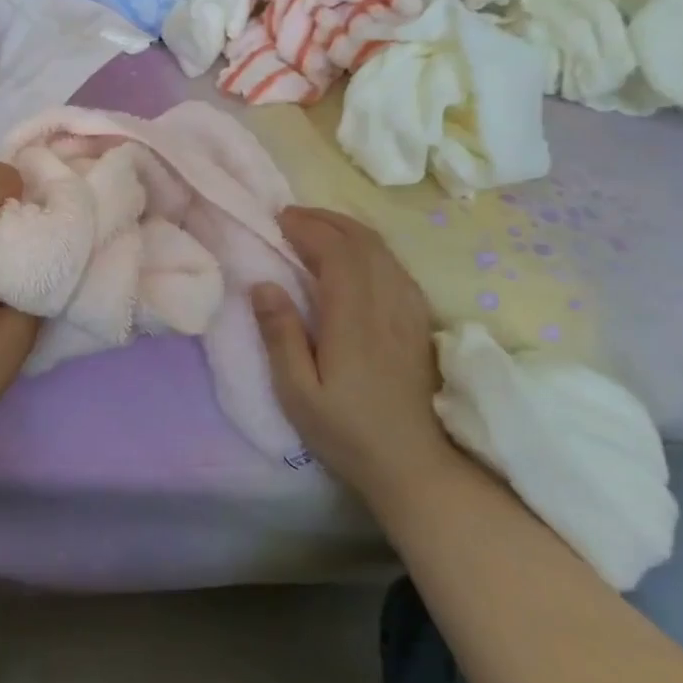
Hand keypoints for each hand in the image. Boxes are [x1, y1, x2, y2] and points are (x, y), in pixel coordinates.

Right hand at [251, 208, 455, 500]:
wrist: (415, 466)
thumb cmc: (347, 432)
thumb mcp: (298, 392)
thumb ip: (280, 335)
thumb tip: (263, 285)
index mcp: (354, 319)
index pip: (336, 253)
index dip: (308, 228)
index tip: (279, 219)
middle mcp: (387, 305)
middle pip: (363, 242)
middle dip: (326, 220)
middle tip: (292, 216)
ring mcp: (409, 313)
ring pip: (384, 251)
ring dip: (349, 230)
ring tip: (317, 229)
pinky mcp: (419, 323)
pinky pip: (396, 268)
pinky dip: (370, 249)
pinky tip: (354, 258)